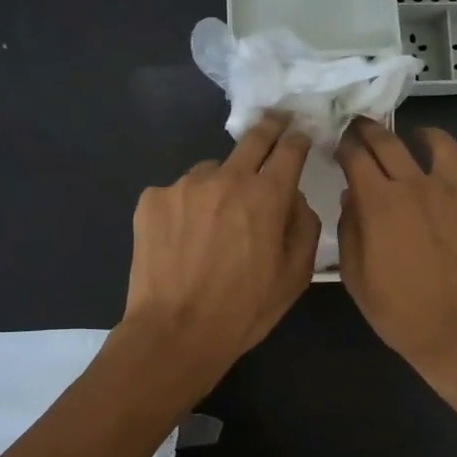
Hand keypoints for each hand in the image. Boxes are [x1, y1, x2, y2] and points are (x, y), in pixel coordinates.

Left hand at [121, 114, 320, 384]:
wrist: (175, 333)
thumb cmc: (244, 310)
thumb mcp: (295, 276)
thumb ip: (304, 226)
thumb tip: (294, 198)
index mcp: (266, 195)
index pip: (289, 150)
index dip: (298, 139)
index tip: (300, 136)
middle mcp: (225, 178)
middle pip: (252, 139)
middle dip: (269, 128)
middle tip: (275, 124)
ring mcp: (183, 186)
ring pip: (212, 171)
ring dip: (221, 183)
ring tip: (215, 221)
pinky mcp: (152, 200)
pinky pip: (179, 192)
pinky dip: (187, 206)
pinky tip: (184, 238)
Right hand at [337, 118, 456, 386]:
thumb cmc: (400, 312)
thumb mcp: (356, 277)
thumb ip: (350, 230)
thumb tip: (352, 197)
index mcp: (379, 202)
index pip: (356, 156)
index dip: (343, 144)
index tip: (338, 143)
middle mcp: (417, 186)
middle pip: (390, 141)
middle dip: (370, 129)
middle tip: (362, 126)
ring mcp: (456, 193)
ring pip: (442, 144)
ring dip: (425, 135)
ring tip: (418, 138)